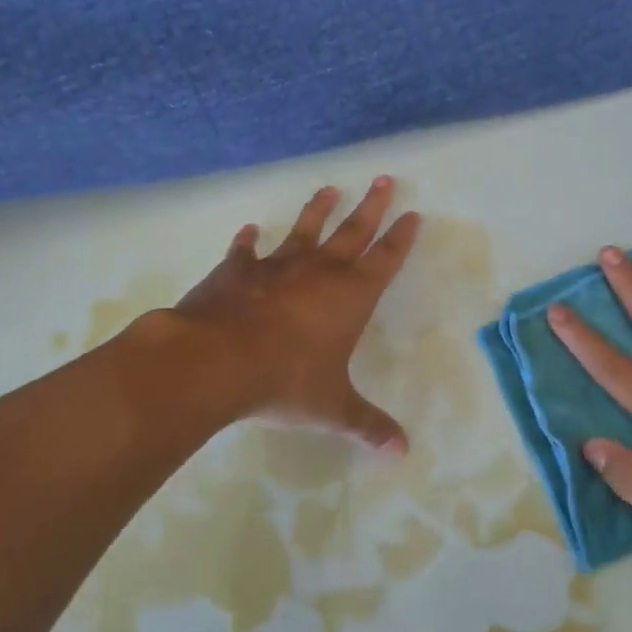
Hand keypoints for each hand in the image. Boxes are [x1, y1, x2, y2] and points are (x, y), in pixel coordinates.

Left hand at [171, 178, 421, 451]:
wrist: (218, 360)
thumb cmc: (286, 381)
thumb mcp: (332, 408)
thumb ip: (366, 425)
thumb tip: (402, 453)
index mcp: (350, 297)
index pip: (385, 260)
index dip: (401, 237)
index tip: (413, 213)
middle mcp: (319, 272)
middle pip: (352, 231)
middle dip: (371, 206)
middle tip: (383, 179)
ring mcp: (276, 267)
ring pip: (304, 230)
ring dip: (317, 210)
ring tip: (329, 189)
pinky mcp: (237, 271)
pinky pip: (246, 252)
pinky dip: (247, 242)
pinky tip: (249, 231)